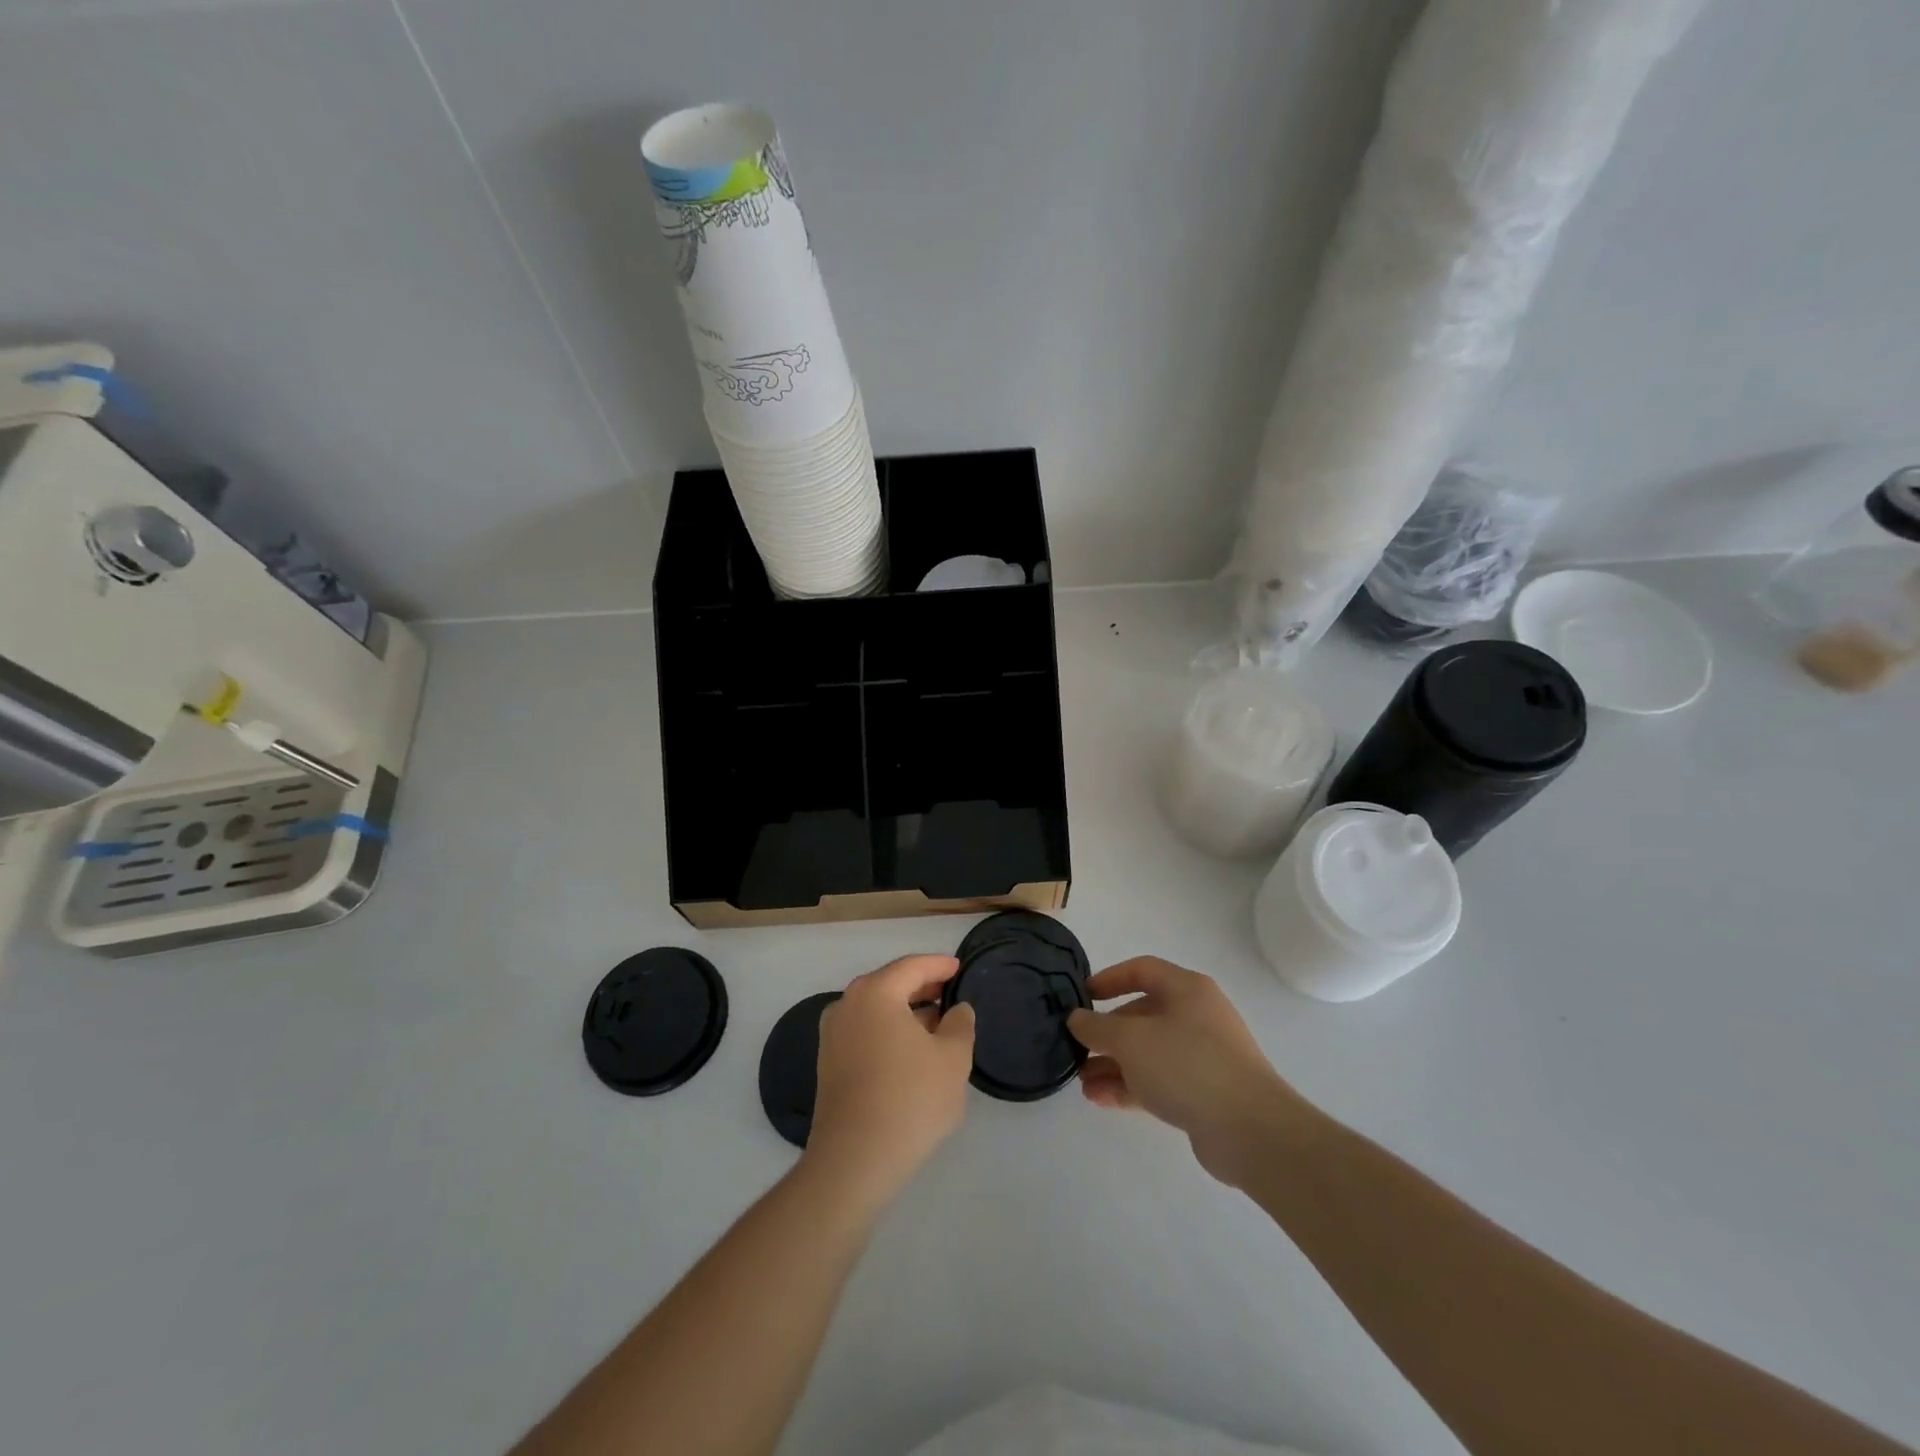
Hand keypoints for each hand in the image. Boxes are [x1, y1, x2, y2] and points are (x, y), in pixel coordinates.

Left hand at [805, 955, 975, 1200]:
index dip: (939, 965)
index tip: (960, 968)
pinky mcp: (829, 1063)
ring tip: (937, 1024)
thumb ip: (960, 1024)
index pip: (912, 966)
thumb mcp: (952, 1058)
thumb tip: (956, 1010)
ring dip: (906, 1012)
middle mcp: (847, 1004)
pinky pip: (865, 1031)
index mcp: (875, 993)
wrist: (854, 1161)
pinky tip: (912, 1051)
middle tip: (951, 992)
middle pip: (890, 984)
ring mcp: (833, 1035)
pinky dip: (889, 1031)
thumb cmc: (909, 1099)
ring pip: (877, 1010)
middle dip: (922, 987)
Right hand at [1067, 957, 1308, 1187]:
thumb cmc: (1187, 1065)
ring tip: (1082, 1082)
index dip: (1109, 979)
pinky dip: (1130, 1086)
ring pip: (1148, 1052)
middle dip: (1107, 1033)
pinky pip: (1159, 1080)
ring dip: (1114, 1064)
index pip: (1142, 970)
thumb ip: (1097, 1027)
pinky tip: (1101, 1099)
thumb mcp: (1131, 1040)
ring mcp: (1203, 1055)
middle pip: (1142, 1014)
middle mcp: (1196, 1016)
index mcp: (1186, 989)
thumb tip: (1077, 1019)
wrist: (1251, 1130)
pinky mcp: (1204, 1092)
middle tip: (1077, 1049)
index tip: (1082, 996)